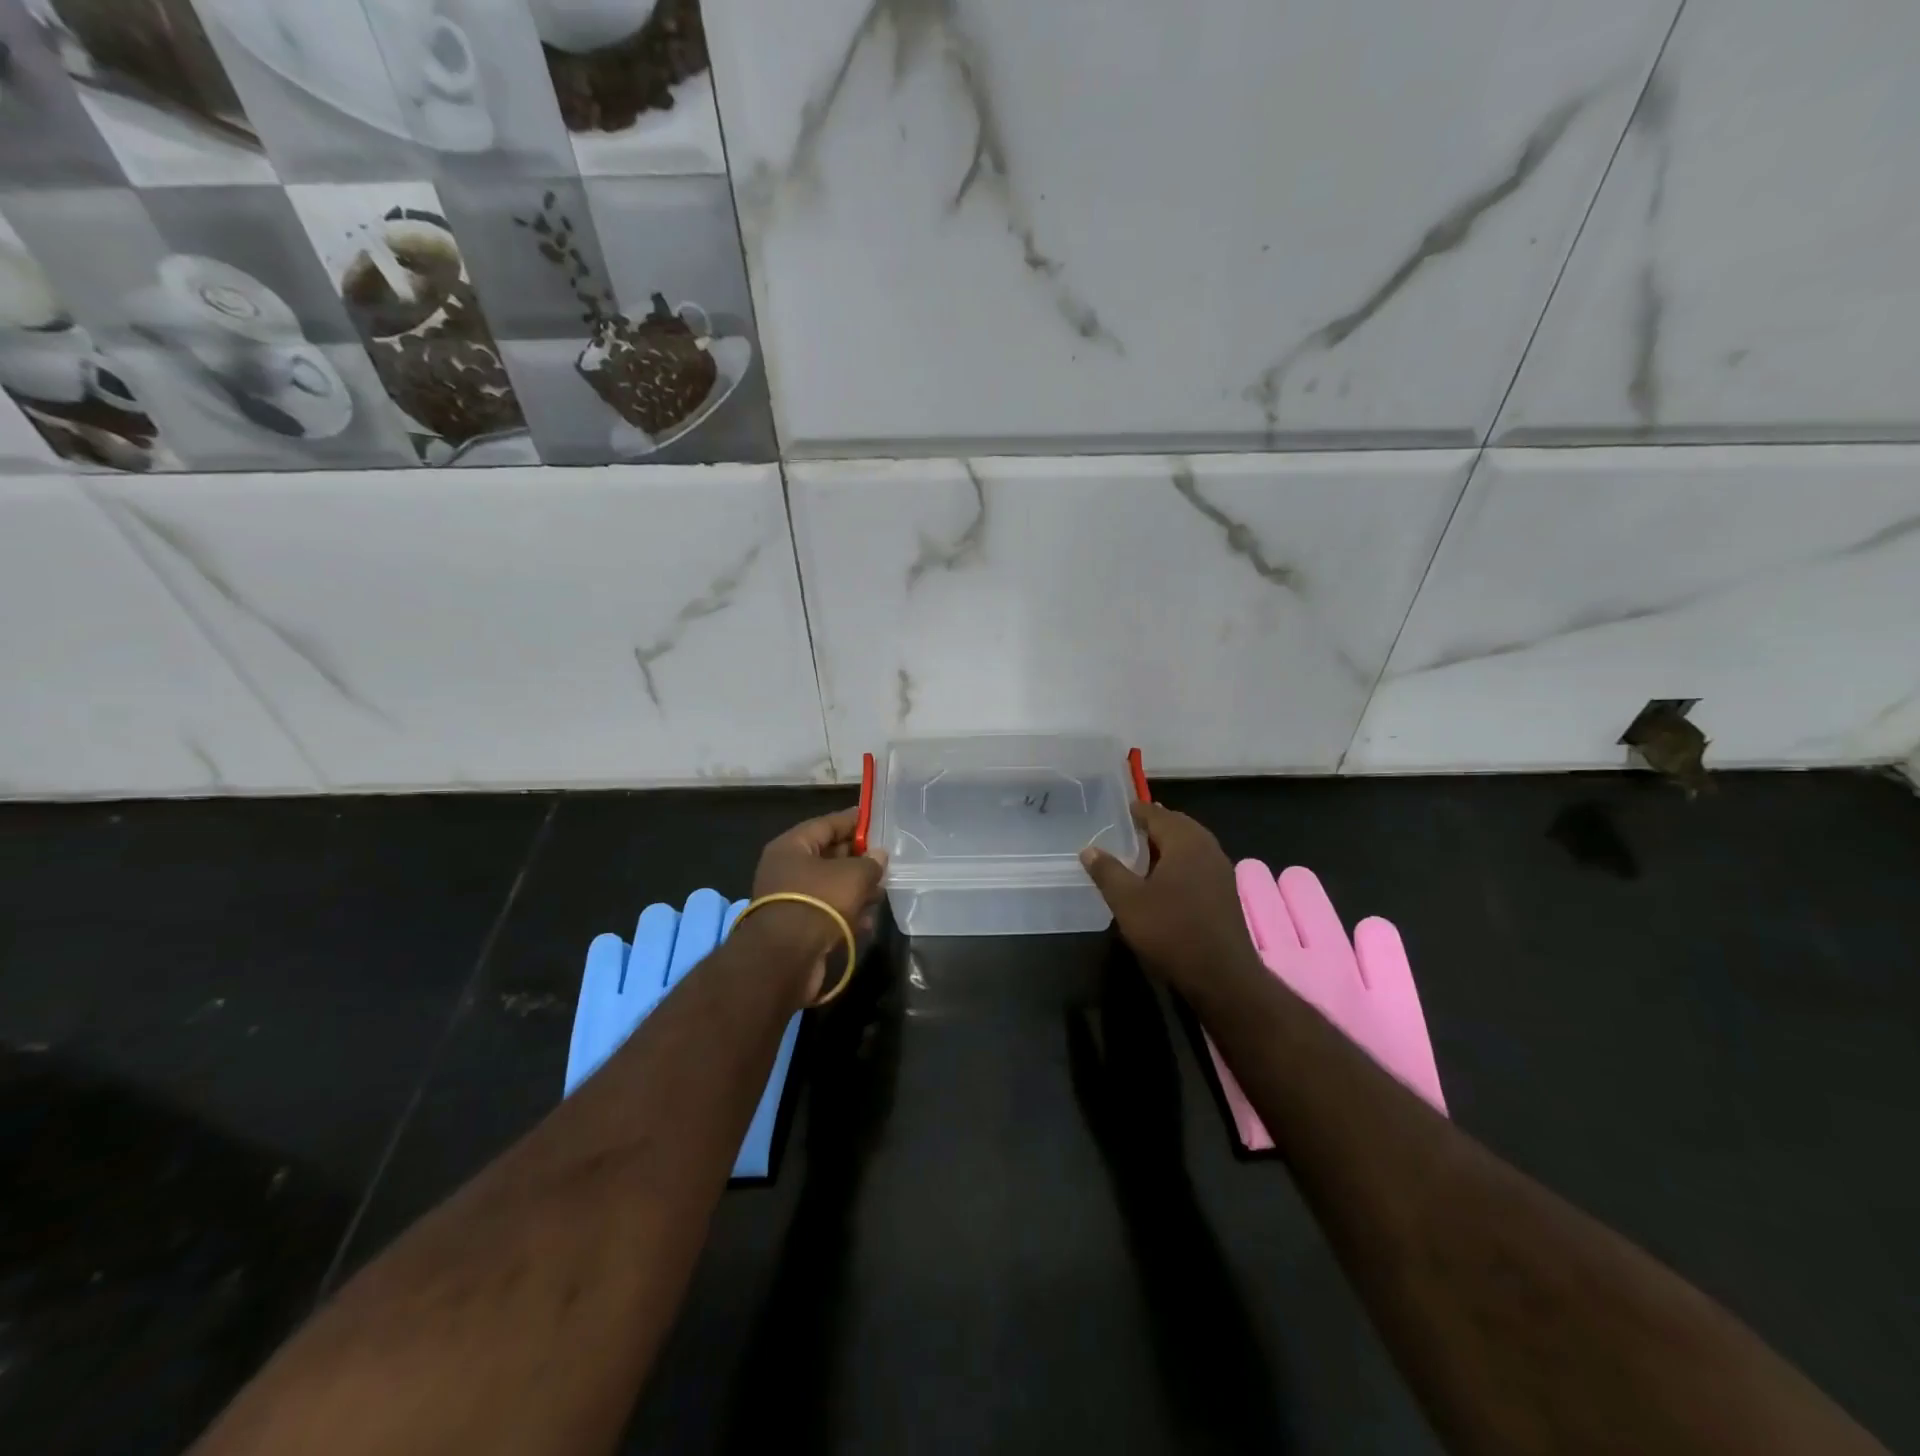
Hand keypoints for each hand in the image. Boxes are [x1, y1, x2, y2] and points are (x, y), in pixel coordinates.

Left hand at [750, 807, 888, 998]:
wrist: (785, 960)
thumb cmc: (819, 903)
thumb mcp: (853, 876)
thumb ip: (870, 863)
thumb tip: (878, 856)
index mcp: (791, 847)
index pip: (826, 824)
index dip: (851, 821)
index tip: (872, 818)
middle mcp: (786, 869)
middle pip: (827, 855)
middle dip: (857, 858)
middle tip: (883, 859)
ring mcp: (790, 899)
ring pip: (829, 886)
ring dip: (855, 889)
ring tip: (881, 892)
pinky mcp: (797, 927)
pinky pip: (826, 911)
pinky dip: (846, 913)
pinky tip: (868, 920)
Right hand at [1080, 801, 1261, 997]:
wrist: (1222, 975)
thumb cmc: (1171, 930)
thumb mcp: (1127, 901)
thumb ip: (1107, 871)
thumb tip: (1089, 849)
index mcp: (1185, 841)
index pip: (1157, 814)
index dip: (1136, 811)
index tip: (1118, 810)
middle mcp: (1207, 848)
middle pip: (1177, 825)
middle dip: (1153, 825)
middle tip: (1127, 829)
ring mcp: (1220, 870)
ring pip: (1189, 846)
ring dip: (1166, 845)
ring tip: (1140, 852)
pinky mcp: (1224, 892)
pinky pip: (1197, 864)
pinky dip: (1178, 862)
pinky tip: (1162, 879)